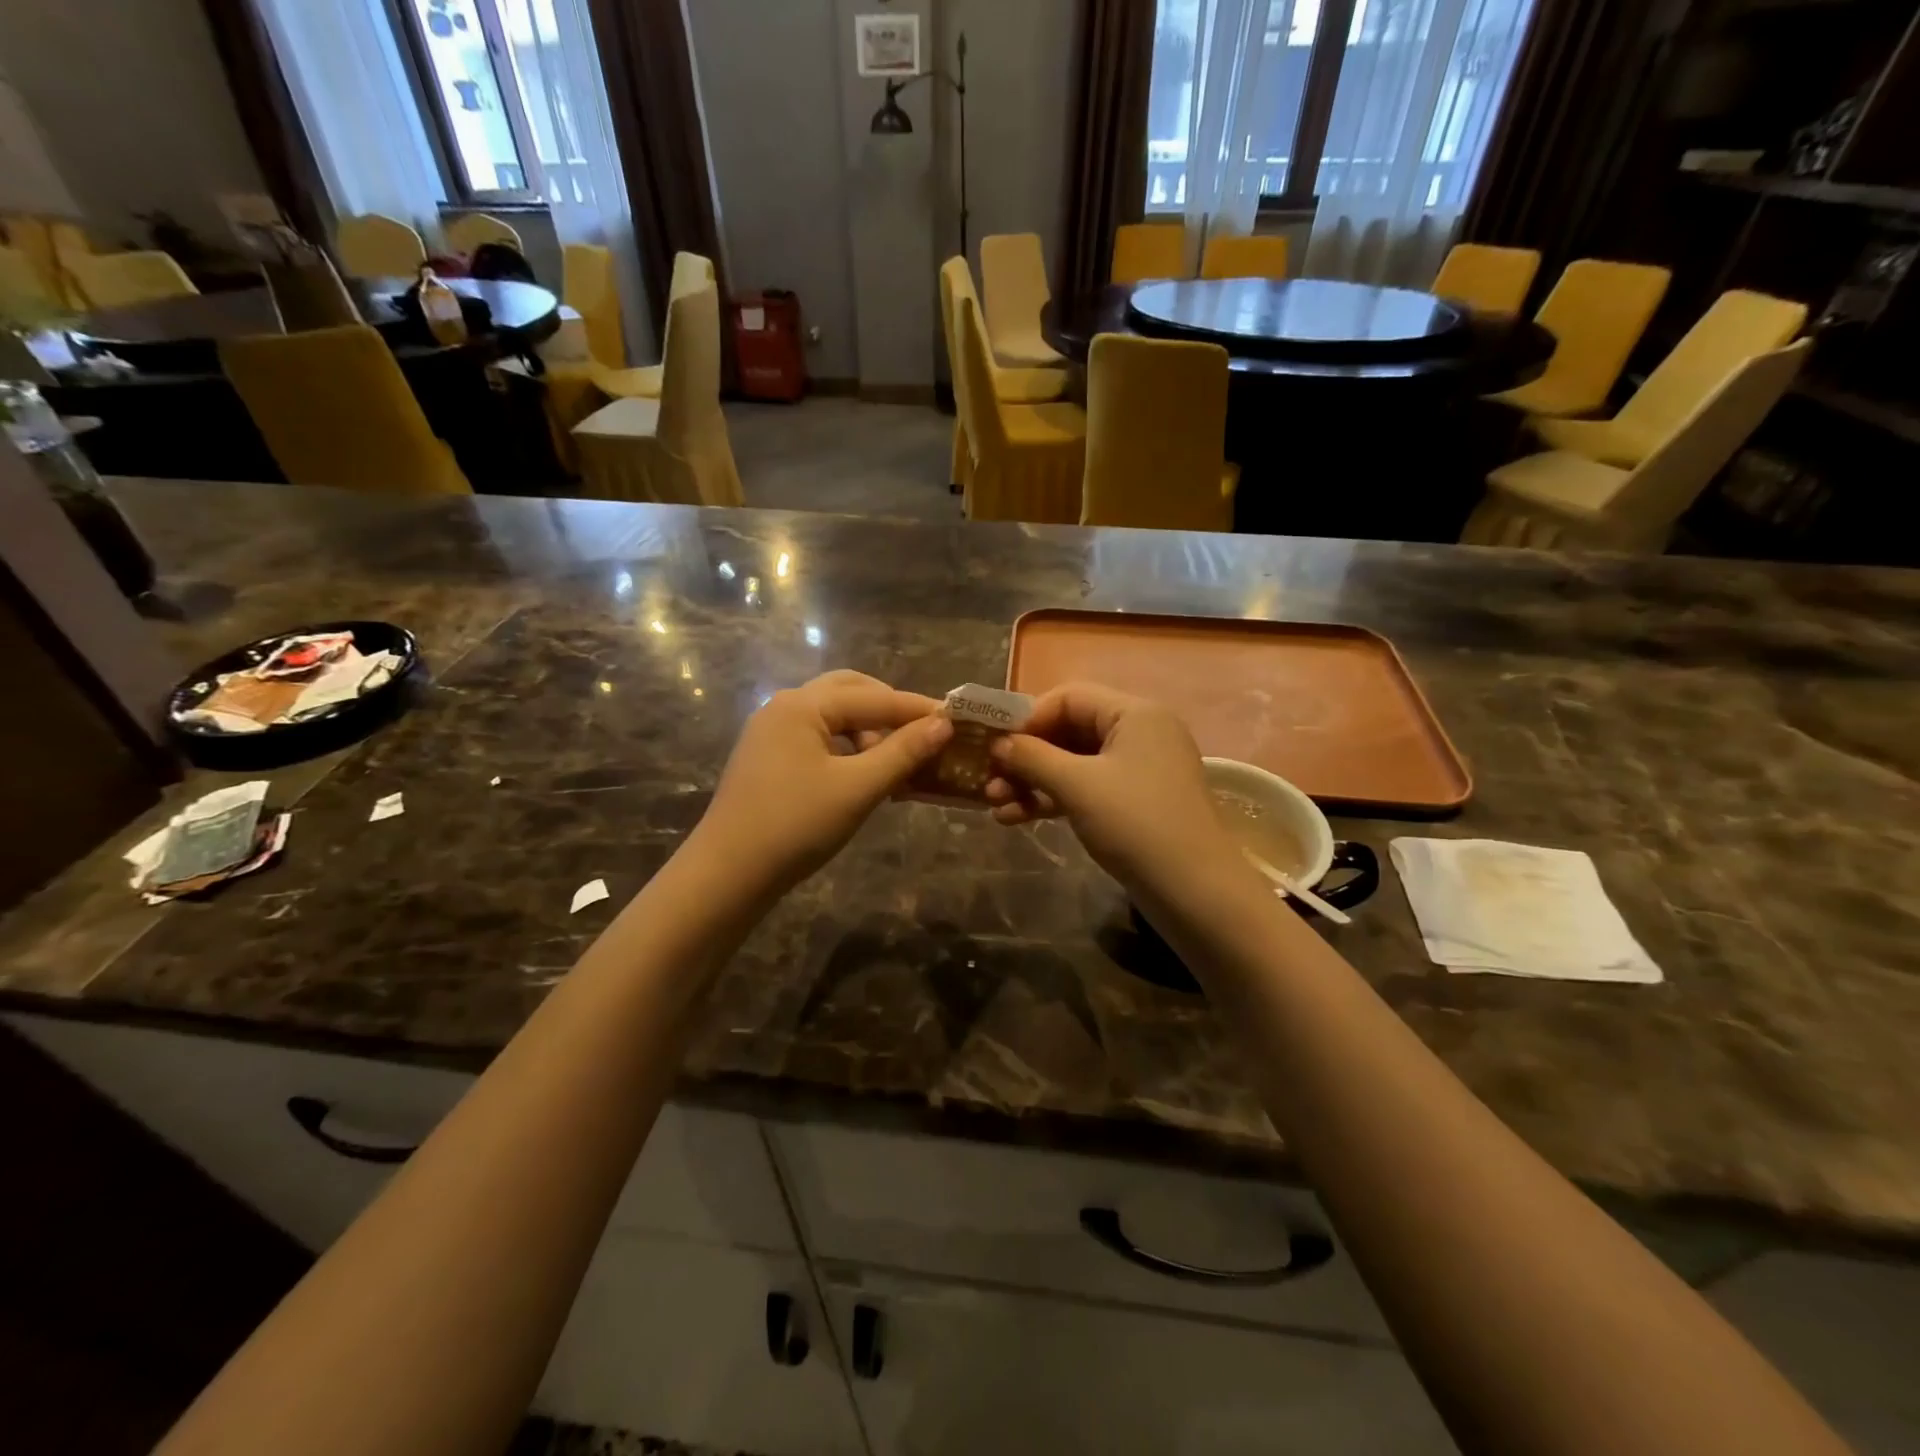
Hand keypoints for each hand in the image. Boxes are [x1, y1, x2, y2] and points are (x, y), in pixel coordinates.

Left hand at [691, 670, 951, 896]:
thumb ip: (902, 752)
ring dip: (868, 729)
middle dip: (889, 709)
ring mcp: (771, 732)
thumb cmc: (796, 826)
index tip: (957, 718)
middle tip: (924, 732)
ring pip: (832, 715)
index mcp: (802, 705)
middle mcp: (784, 707)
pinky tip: (864, 774)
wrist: (728, 874)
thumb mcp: (857, 788)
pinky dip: (847, 747)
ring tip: (896, 762)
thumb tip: (943, 724)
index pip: (874, 697)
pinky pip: (818, 737)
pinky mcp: (767, 758)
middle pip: (849, 692)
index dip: (917, 709)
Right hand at [984, 682, 1236, 895]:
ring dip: (1032, 782)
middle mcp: (1138, 733)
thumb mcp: (1077, 785)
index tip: (992, 745)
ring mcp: (1137, 770)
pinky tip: (1015, 818)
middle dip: (1025, 756)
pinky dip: (1052, 800)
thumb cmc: (1135, 823)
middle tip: (987, 781)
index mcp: (1134, 713)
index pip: (1068, 697)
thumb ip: (1032, 757)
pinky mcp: (1133, 803)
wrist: (1194, 891)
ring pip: (1072, 764)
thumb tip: (998, 744)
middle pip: (1068, 730)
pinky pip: (1084, 789)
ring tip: (994, 806)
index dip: (1027, 718)